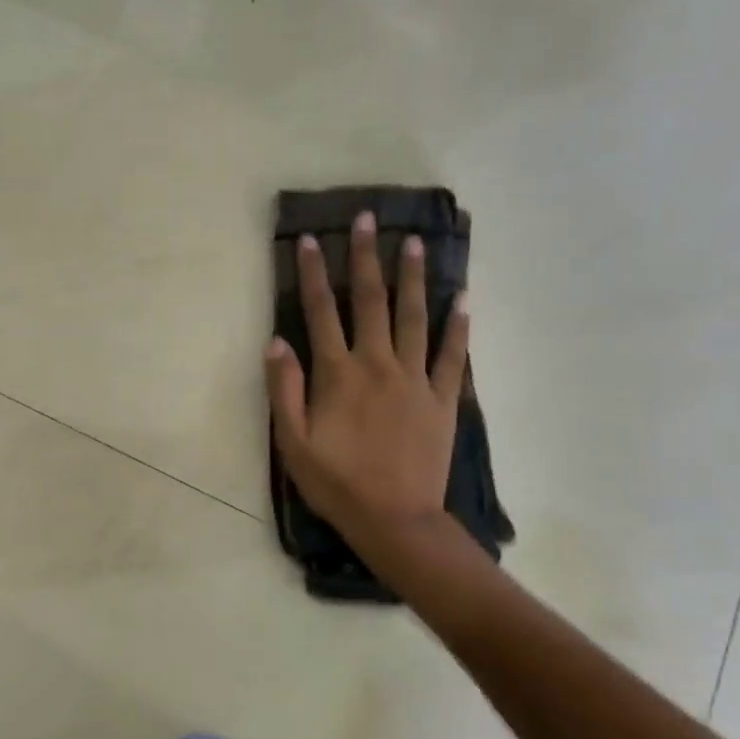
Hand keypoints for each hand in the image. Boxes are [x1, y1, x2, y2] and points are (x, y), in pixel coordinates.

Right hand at [265, 211, 468, 551]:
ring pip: (414, 317)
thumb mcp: (292, 442)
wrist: (395, 520)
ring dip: (413, 277)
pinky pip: (452, 355)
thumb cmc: (336, 482)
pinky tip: (464, 298)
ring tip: (414, 242)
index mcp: (338, 373)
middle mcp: (378, 364)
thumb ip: (284, 388)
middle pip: (371, 301)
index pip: (321, 311)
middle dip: (366, 257)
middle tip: (368, 218)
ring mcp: (415, 379)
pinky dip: (459, 326)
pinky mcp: (442, 399)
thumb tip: (276, 341)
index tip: (310, 239)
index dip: (314, 272)